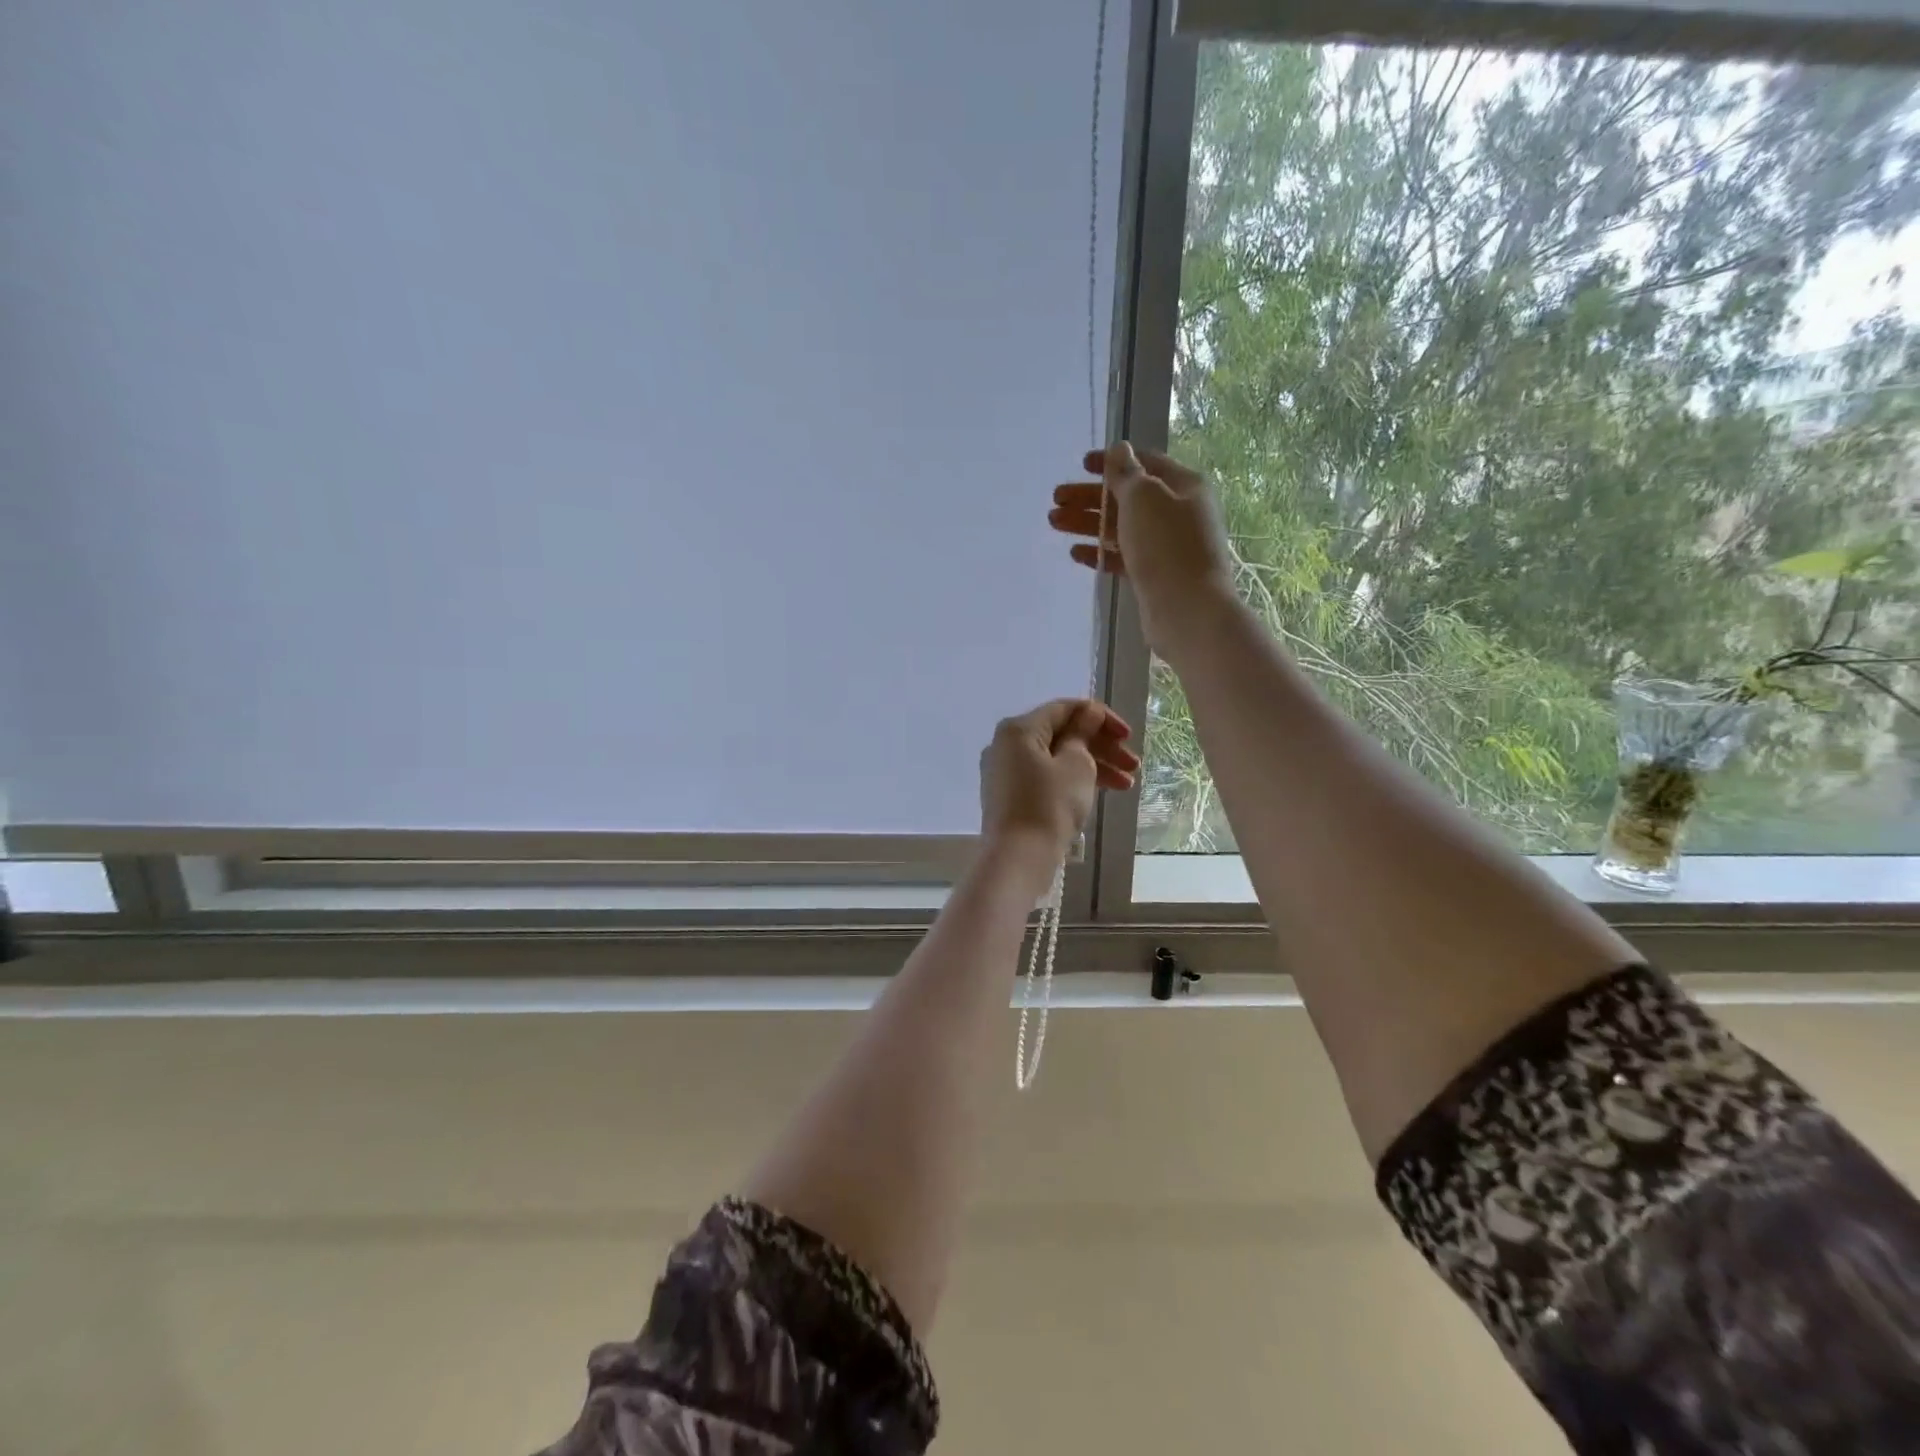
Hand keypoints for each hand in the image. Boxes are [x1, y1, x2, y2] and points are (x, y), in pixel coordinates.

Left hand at [978, 699, 1137, 859]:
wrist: (1018, 858)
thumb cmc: (1050, 805)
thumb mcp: (1076, 765)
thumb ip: (1083, 734)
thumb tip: (1087, 714)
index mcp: (1018, 729)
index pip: (1064, 709)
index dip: (1100, 718)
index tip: (1128, 736)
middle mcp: (1007, 746)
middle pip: (1062, 735)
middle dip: (1101, 747)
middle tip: (1134, 765)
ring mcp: (1006, 773)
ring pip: (1057, 759)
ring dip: (1093, 767)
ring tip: (1127, 786)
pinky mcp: (1011, 798)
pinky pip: (1046, 778)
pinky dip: (1073, 782)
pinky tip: (1101, 794)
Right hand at [1049, 442, 1236, 655]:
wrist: (1188, 610)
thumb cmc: (1166, 546)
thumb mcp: (1143, 498)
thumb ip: (1126, 473)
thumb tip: (1119, 449)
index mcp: (1183, 485)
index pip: (1144, 463)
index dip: (1112, 461)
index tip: (1081, 465)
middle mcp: (1177, 512)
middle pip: (1127, 498)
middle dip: (1090, 497)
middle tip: (1056, 499)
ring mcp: (1166, 546)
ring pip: (1121, 528)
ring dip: (1088, 523)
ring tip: (1055, 522)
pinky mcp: (1155, 575)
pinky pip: (1123, 557)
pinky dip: (1100, 552)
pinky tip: (1076, 553)